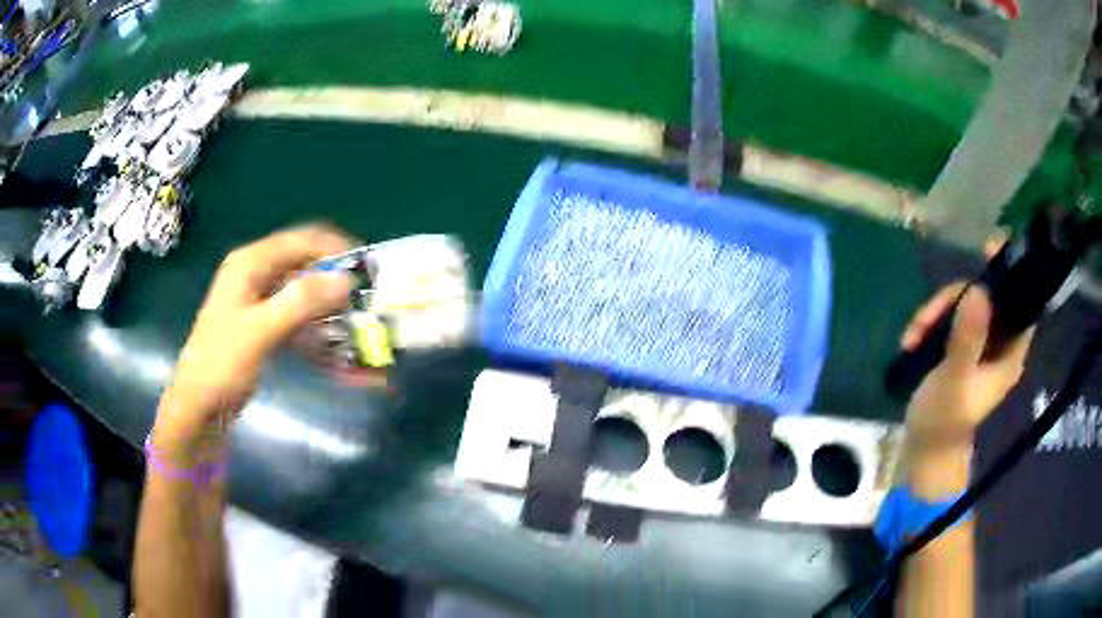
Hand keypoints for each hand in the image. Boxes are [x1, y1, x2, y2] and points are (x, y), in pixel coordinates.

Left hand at [154, 225, 353, 453]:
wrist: (198, 406)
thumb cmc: (221, 363)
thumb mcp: (260, 330)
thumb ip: (300, 301)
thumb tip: (346, 279)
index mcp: (251, 262)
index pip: (302, 239)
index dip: (337, 248)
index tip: (369, 270)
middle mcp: (257, 273)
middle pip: (305, 264)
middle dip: (336, 281)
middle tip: (366, 302)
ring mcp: (260, 299)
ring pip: (304, 292)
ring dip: (330, 308)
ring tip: (357, 327)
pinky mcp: (264, 324)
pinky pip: (298, 318)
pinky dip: (318, 330)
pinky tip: (337, 350)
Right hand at [900, 283, 1033, 449]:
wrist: (924, 450)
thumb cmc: (944, 421)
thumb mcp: (955, 381)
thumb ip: (968, 339)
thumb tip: (979, 290)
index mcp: (1009, 353)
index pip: (1022, 303)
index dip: (1012, 273)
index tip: (988, 249)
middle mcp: (999, 343)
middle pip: (986, 297)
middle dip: (954, 299)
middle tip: (927, 316)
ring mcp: (980, 344)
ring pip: (964, 305)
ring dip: (936, 313)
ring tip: (913, 335)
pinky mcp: (962, 347)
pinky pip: (950, 318)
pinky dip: (930, 323)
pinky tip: (912, 339)